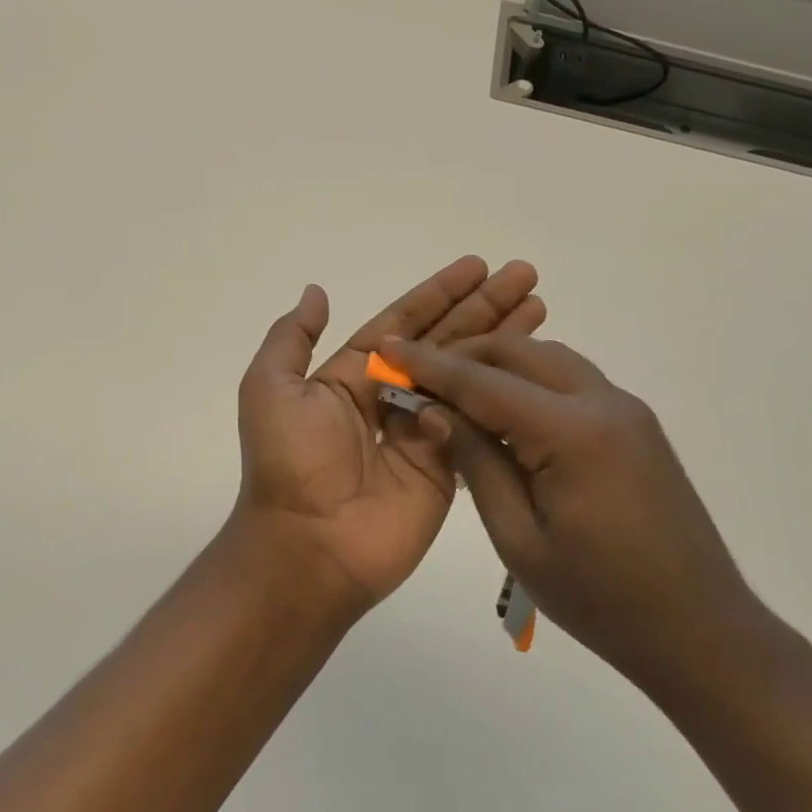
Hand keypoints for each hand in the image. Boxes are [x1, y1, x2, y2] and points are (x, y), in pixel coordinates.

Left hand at [231, 257, 544, 615]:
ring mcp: (424, 432)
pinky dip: (505, 395)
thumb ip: (292, 338)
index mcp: (354, 375)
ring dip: (503, 342)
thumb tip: (317, 292)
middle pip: (446, 341)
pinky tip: (536, 367)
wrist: (308, 545)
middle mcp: (392, 397)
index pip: (405, 322)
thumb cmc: (287, 460)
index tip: (478, 266)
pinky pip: (478, 422)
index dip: (440, 294)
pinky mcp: (448, 466)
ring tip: (541, 307)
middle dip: (484, 307)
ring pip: (469, 376)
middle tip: (525, 275)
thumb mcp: (270, 387)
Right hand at [384, 332, 763, 695]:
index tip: (387, 348)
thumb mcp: (519, 538)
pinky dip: (530, 381)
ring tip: (455, 391)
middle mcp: (603, 403)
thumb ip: (477, 462)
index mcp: (572, 432)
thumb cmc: (601, 599)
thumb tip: (434, 410)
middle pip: (519, 353)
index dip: (429, 364)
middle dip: (464, 355)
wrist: (702, 632)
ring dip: (498, 364)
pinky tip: (506, 412)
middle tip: (418, 375)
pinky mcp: (636, 425)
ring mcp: (627, 410)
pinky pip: (571, 381)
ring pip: (548, 360)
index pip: (483, 381)